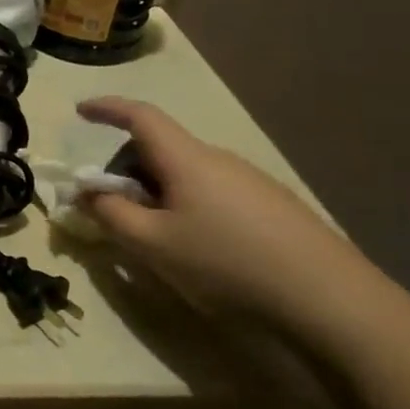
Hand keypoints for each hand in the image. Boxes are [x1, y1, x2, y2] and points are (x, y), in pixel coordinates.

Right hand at [74, 98, 386, 336]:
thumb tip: (87, 191)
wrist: (329, 299)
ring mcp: (251, 182)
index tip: (80, 111)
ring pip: (186, 174)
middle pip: (160, 149)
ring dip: (156, 192)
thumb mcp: (152, 244)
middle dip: (126, 168)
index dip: (107, 109)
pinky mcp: (272, 207)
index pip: (140, 116)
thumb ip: (110, 213)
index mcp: (187, 159)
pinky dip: (185, 206)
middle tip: (109, 206)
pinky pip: (211, 193)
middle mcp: (219, 160)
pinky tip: (196, 248)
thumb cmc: (226, 263)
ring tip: (152, 236)